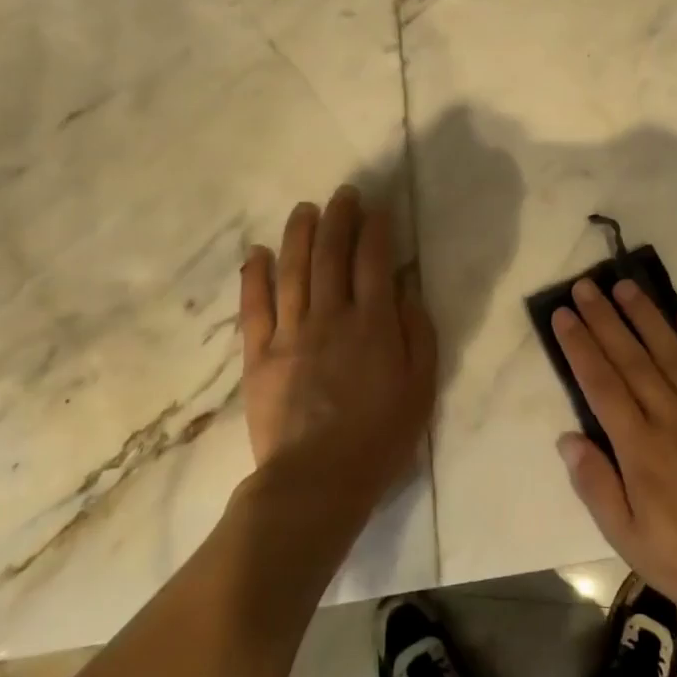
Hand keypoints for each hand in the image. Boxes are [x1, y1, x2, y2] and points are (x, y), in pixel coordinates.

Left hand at [238, 187, 436, 504]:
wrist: (317, 482)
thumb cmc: (379, 437)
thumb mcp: (421, 387)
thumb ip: (418, 333)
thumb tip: (406, 291)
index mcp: (373, 324)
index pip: (374, 260)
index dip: (376, 229)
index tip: (377, 208)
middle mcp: (331, 317)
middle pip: (331, 255)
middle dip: (338, 218)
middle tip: (342, 194)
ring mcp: (291, 334)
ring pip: (293, 270)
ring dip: (299, 234)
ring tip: (305, 209)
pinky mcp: (259, 355)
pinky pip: (255, 307)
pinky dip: (255, 276)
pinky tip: (258, 252)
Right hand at [553, 278, 676, 619]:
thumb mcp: (631, 540)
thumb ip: (597, 486)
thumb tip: (567, 438)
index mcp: (640, 447)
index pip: (601, 384)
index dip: (580, 346)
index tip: (564, 314)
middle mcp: (671, 416)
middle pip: (631, 358)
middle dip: (604, 319)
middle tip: (586, 286)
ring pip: (671, 352)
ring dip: (646, 317)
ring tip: (625, 287)